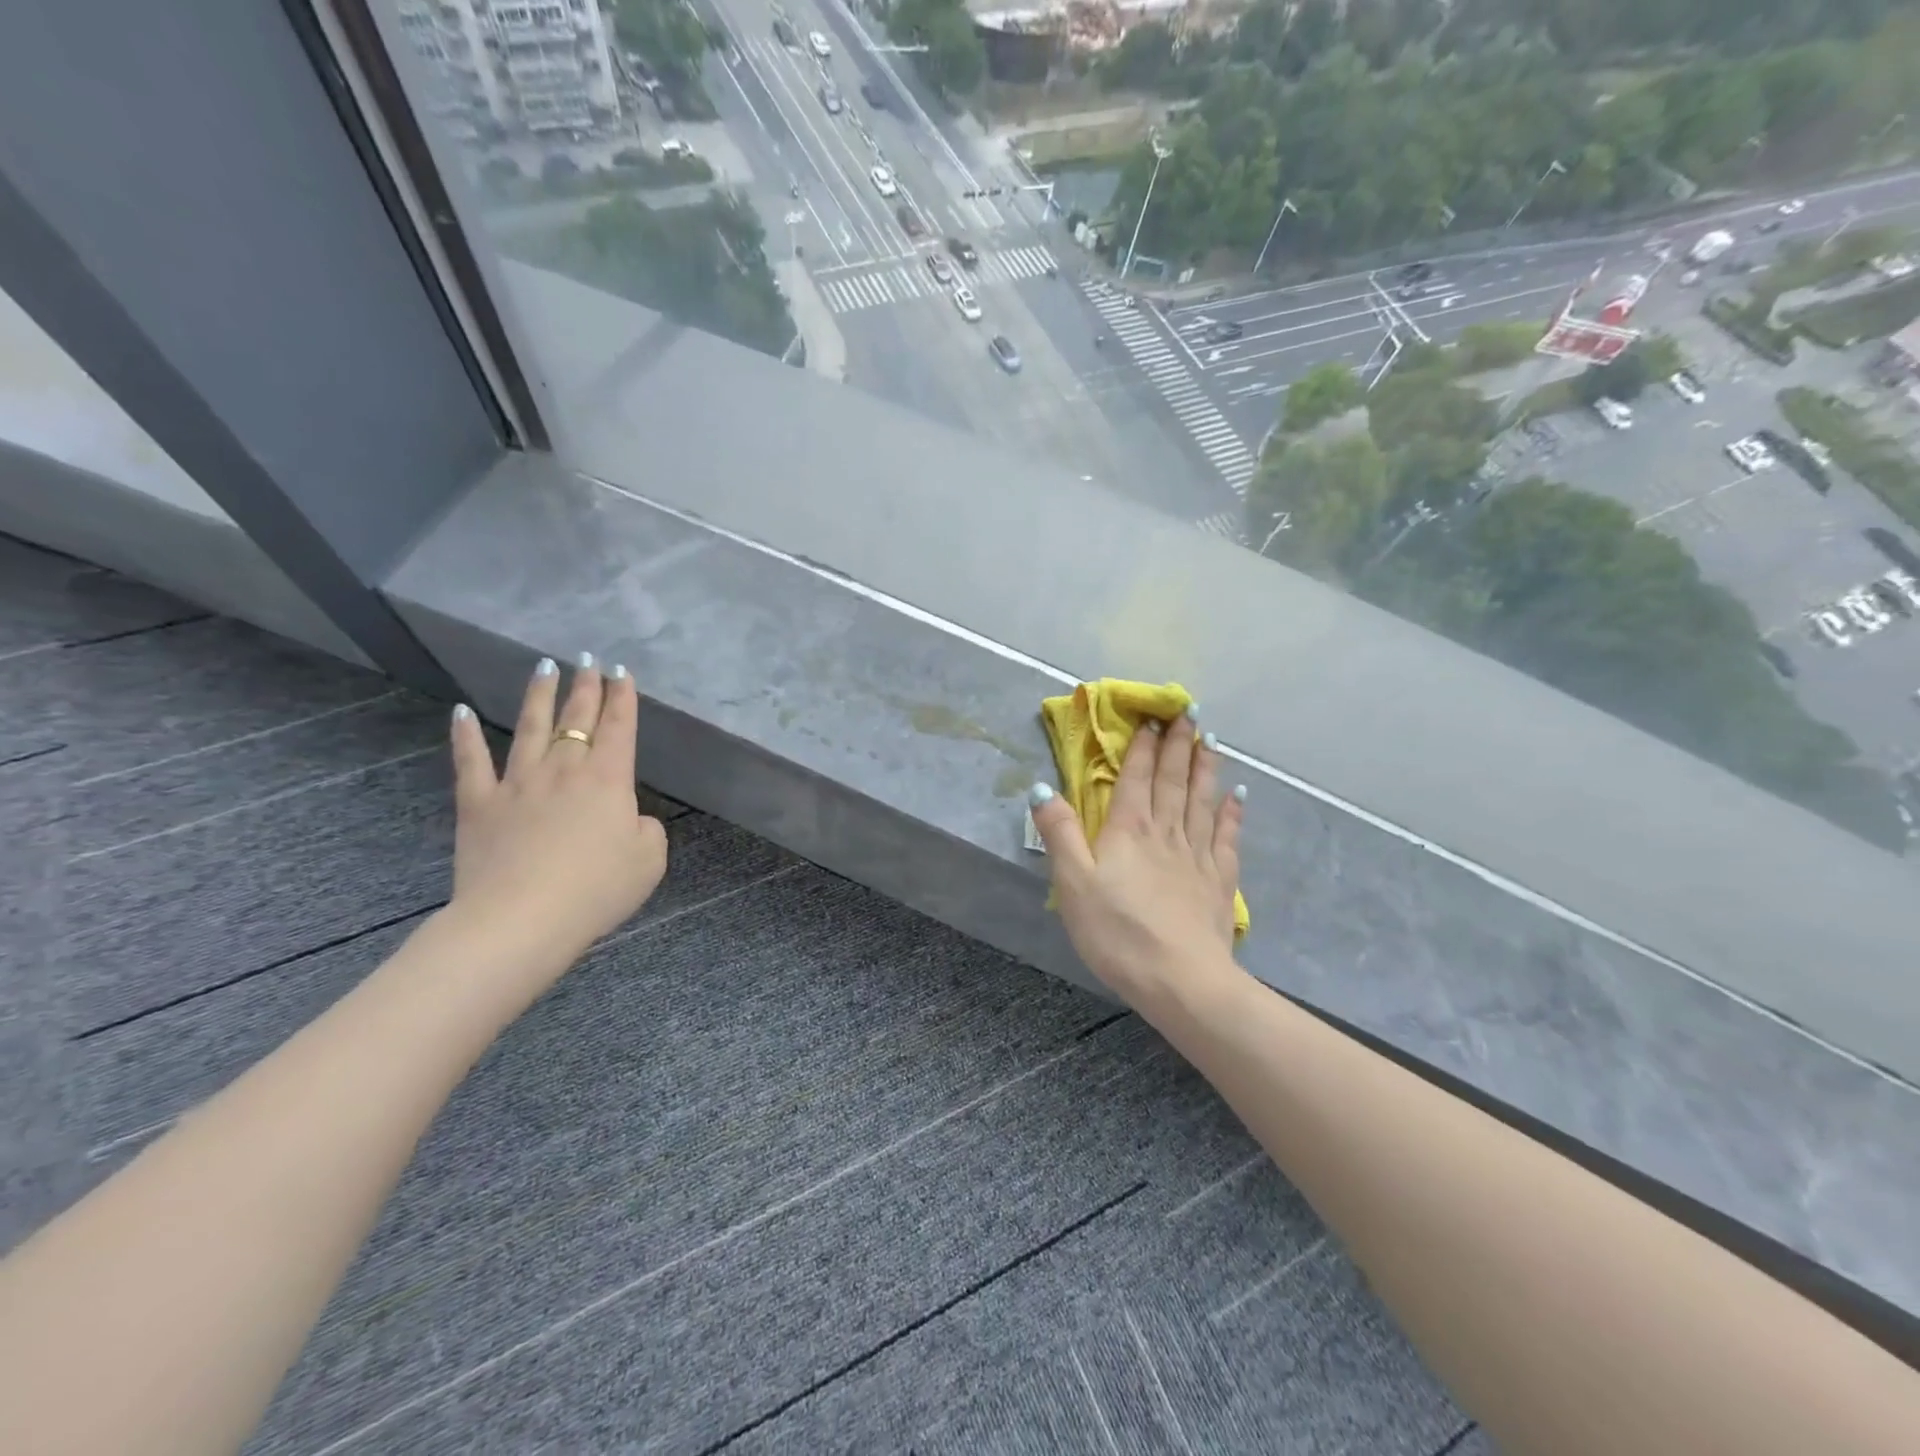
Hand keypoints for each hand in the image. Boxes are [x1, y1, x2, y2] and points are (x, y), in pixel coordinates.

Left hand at [446, 656, 668, 971]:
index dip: (623, 698)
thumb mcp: (650, 859)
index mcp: (608, 779)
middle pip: (578, 719)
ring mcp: (517, 783)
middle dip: (586, 687)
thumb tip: (627, 817)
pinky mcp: (478, 804)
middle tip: (589, 660)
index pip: (619, 727)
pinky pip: (471, 762)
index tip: (622, 672)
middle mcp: (564, 770)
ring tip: (545, 667)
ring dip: (539, 696)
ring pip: (530, 728)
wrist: (522, 919)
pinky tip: (460, 712)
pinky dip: (464, 736)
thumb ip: (645, 828)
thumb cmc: (597, 889)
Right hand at [1029, 709, 1244, 1009]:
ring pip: (1202, 800)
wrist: (1181, 980)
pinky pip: (1227, 836)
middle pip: (1173, 780)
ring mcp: (1197, 855)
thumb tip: (1041, 788)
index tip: (1151, 719)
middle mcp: (1166, 832)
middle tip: (1189, 712)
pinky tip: (1237, 795)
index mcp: (1129, 830)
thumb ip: (1059, 833)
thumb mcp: (1072, 883)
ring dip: (1206, 768)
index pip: (1136, 778)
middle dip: (1178, 744)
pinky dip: (1232, 812)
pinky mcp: (1219, 880)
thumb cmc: (1117, 932)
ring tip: (1212, 740)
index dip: (1142, 747)